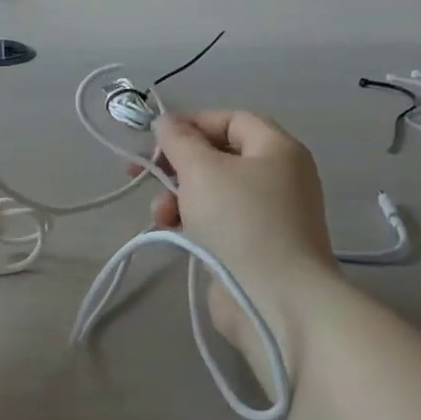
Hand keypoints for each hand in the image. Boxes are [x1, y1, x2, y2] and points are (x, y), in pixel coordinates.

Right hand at [148, 111, 340, 328]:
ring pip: (211, 190)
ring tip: (161, 213)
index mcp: (277, 150)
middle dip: (177, 164)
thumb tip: (167, 121)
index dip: (191, 123)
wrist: (275, 300)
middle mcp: (278, 177)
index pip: (230, 119)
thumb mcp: (201, 169)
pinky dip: (191, 220)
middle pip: (218, 155)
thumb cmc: (240, 221)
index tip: (155, 138)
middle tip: (142, 171)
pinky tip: (171, 230)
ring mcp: (268, 215)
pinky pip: (216, 220)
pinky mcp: (254, 246)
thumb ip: (179, 140)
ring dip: (177, 196)